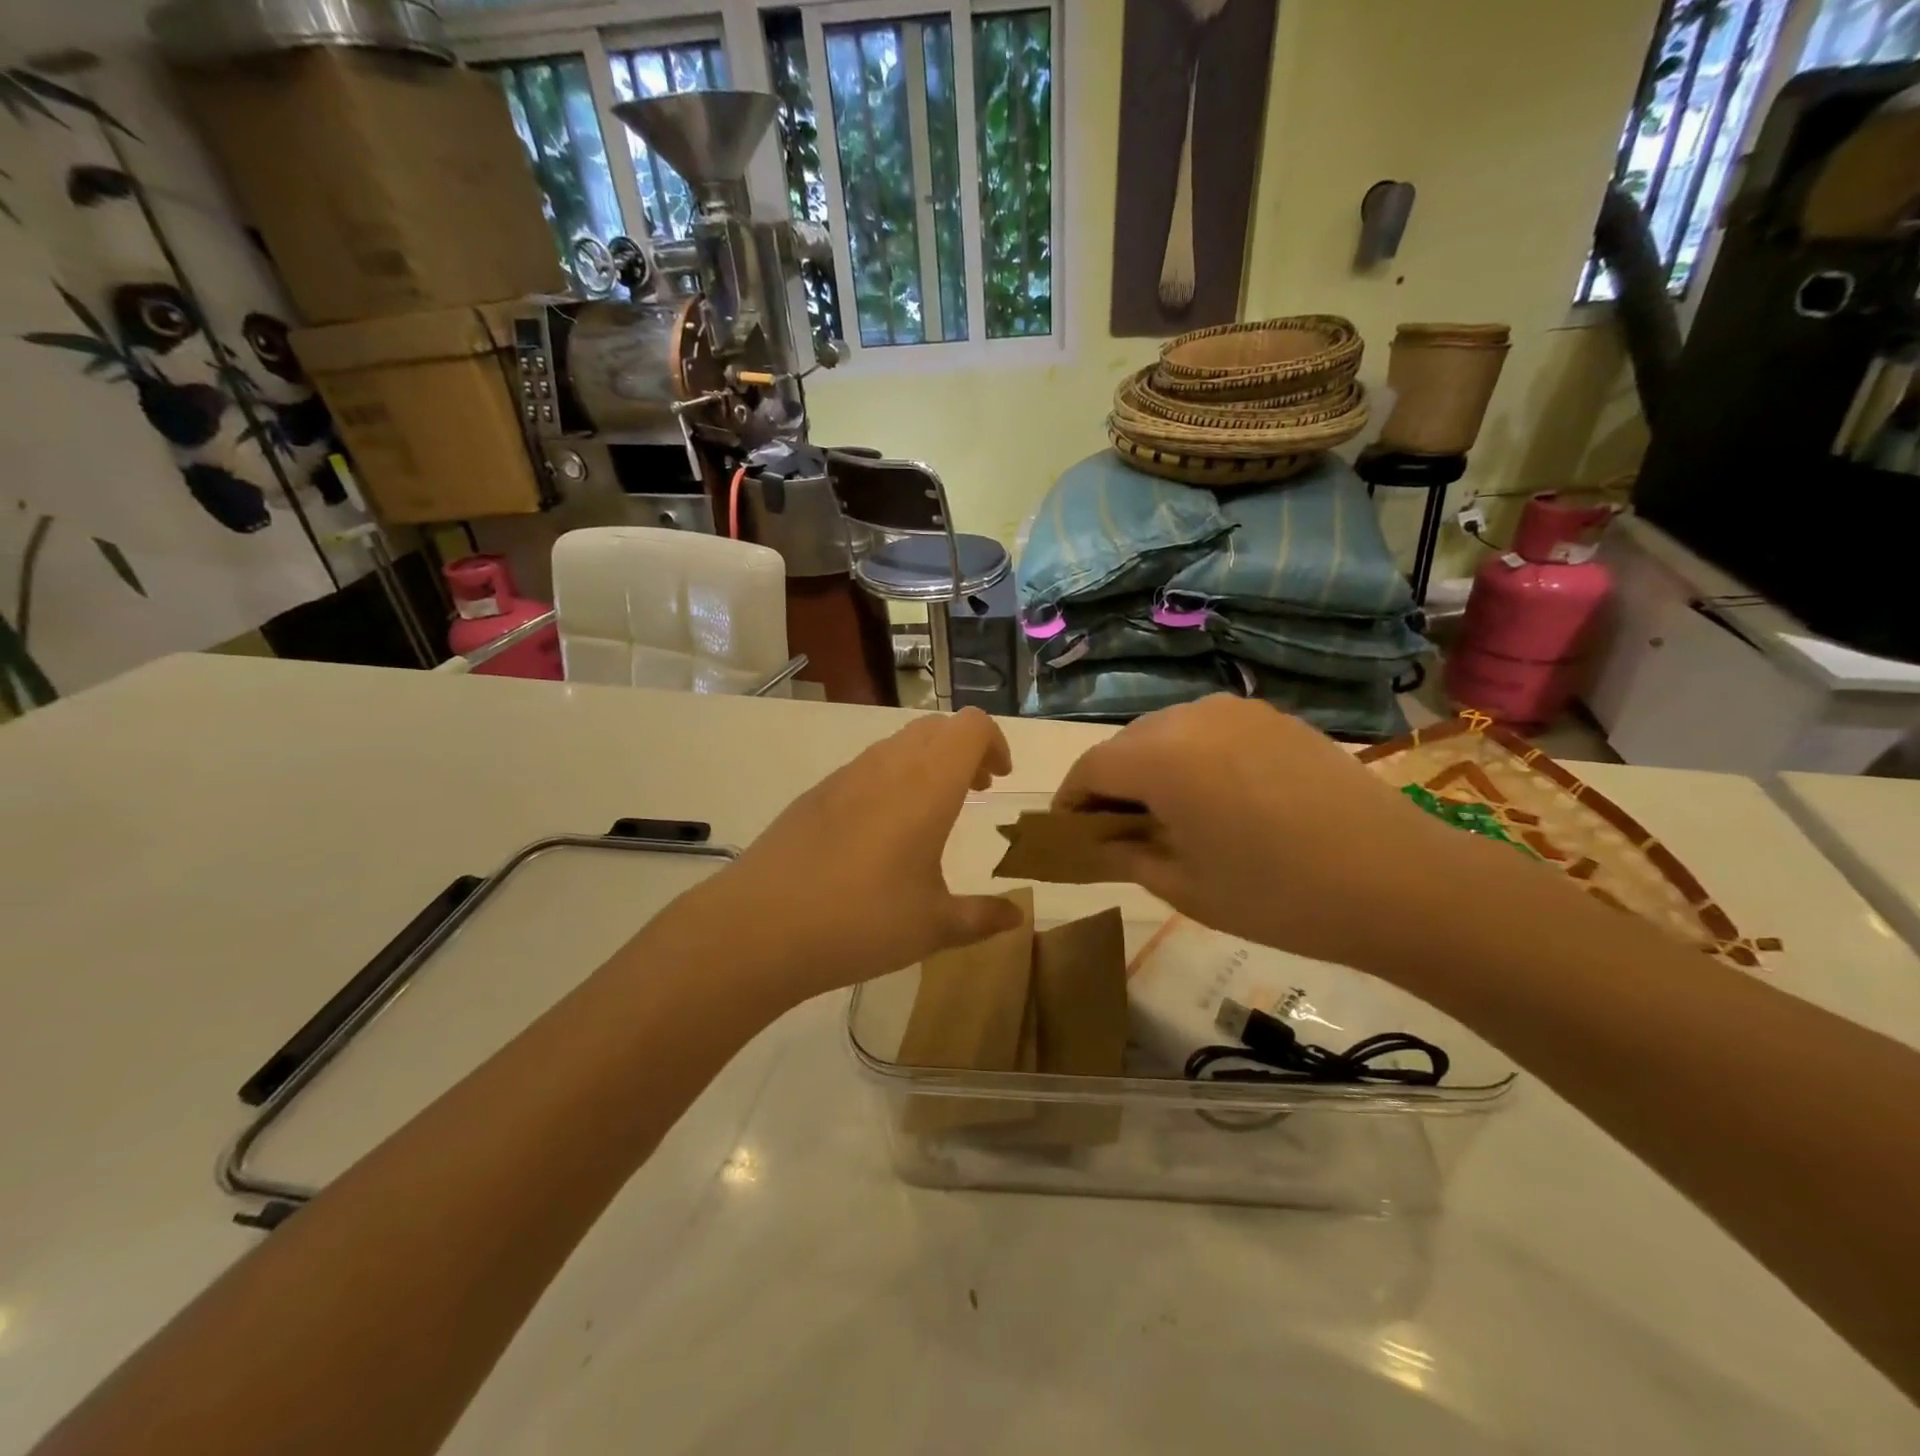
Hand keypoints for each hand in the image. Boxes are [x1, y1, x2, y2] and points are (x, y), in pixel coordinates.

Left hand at [659, 709, 1022, 1007]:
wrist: (758, 927)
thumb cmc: (861, 921)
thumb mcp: (933, 927)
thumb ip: (981, 917)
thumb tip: (1016, 916)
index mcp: (927, 785)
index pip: (971, 726)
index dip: (994, 742)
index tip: (999, 779)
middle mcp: (888, 766)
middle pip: (936, 727)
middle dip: (963, 750)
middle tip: (975, 791)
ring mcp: (846, 776)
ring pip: (898, 744)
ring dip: (926, 763)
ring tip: (930, 815)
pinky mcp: (815, 794)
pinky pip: (866, 767)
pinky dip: (891, 779)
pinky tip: (880, 835)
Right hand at [1053, 696, 1490, 975]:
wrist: (1398, 880)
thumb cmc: (1276, 894)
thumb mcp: (1184, 885)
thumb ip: (1125, 854)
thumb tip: (1098, 841)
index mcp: (1159, 755)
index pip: (1089, 768)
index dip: (1071, 803)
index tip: (1071, 836)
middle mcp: (1191, 716)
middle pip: (1126, 745)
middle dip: (1111, 786)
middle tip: (1119, 833)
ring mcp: (1238, 711)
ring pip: (1168, 733)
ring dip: (1153, 769)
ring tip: (1171, 816)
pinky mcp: (1274, 718)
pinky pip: (1210, 731)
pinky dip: (1194, 759)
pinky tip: (1219, 799)